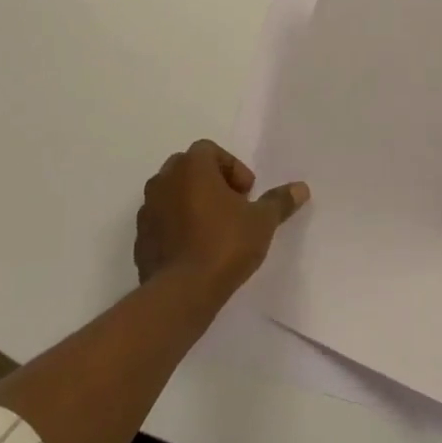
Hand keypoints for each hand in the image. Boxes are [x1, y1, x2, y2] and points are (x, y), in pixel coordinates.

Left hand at [135, 140, 309, 295]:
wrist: (181, 292)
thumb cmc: (224, 245)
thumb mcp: (262, 222)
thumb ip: (279, 201)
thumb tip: (301, 188)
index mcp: (192, 167)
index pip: (210, 150)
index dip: (232, 167)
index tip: (247, 194)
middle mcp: (164, 180)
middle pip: (189, 168)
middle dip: (211, 182)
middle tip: (232, 207)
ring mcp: (148, 209)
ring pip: (172, 194)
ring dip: (191, 203)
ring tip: (214, 230)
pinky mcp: (140, 237)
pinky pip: (161, 221)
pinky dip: (176, 226)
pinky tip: (195, 250)